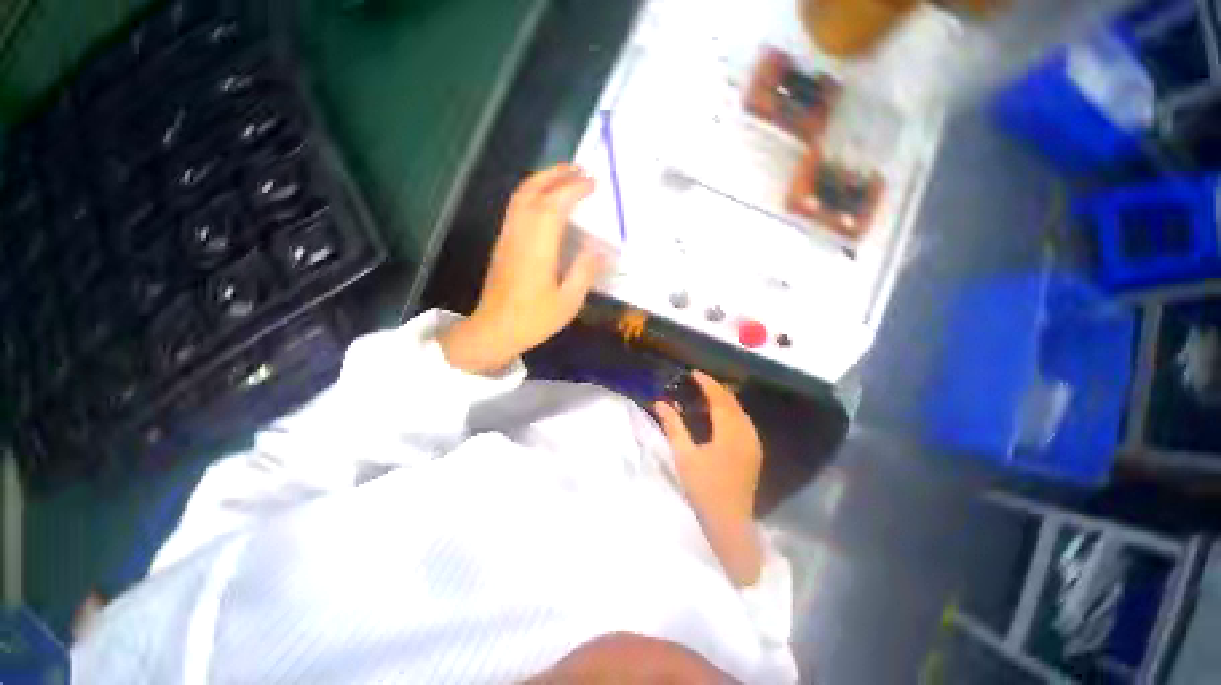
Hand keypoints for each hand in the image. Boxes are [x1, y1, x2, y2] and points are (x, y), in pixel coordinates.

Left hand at [442, 164, 605, 373]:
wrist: (495, 329)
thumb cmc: (534, 319)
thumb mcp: (568, 302)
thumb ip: (584, 271)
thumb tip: (598, 247)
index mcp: (537, 248)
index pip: (555, 205)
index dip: (574, 189)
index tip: (594, 183)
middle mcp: (519, 234)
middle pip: (533, 190)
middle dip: (556, 174)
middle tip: (580, 169)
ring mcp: (507, 236)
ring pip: (521, 196)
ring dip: (542, 179)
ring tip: (565, 177)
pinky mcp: (503, 243)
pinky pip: (516, 207)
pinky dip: (533, 193)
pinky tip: (546, 201)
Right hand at [655, 372, 764, 586]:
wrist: (730, 523)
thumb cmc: (704, 489)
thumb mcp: (684, 455)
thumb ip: (673, 426)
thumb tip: (660, 403)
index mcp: (730, 432)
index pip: (720, 398)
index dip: (707, 383)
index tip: (693, 373)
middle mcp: (746, 433)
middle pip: (732, 402)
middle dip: (716, 388)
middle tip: (697, 381)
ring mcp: (753, 443)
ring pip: (740, 411)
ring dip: (724, 400)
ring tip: (705, 394)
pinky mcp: (754, 451)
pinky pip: (743, 422)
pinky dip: (731, 412)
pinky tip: (719, 416)